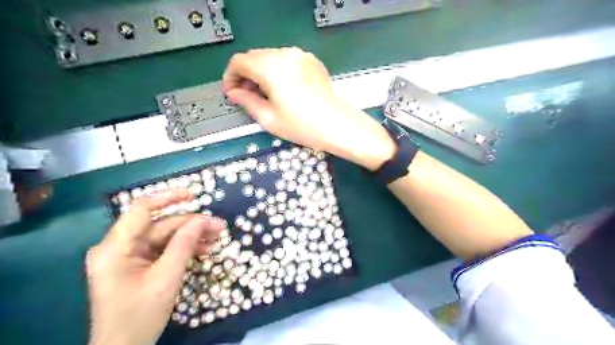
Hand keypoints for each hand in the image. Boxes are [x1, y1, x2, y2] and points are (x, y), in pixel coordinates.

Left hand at [84, 190, 223, 344]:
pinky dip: (183, 249)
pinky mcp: (137, 265)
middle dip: (191, 225)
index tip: (194, 195)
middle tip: (219, 227)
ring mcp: (128, 256)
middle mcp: (118, 247)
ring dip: (191, 237)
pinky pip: (163, 249)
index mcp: (115, 247)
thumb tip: (202, 219)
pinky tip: (203, 250)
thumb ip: (184, 244)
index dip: (168, 197)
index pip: (141, 209)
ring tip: (216, 238)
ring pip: (164, 237)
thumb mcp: (166, 277)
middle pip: (160, 225)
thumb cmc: (140, 315)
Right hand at [223, 47, 393, 170]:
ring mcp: (300, 56)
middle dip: (245, 74)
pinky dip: (278, 70)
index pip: (239, 62)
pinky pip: (287, 60)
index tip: (232, 93)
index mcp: (270, 67)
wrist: (338, 125)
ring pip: (270, 57)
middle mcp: (284, 54)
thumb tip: (234, 93)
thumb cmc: (302, 126)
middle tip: (246, 96)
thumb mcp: (268, 118)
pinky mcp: (312, 61)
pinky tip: (283, 88)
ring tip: (264, 93)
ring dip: (261, 72)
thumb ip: (246, 101)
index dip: (230, 77)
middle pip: (254, 57)